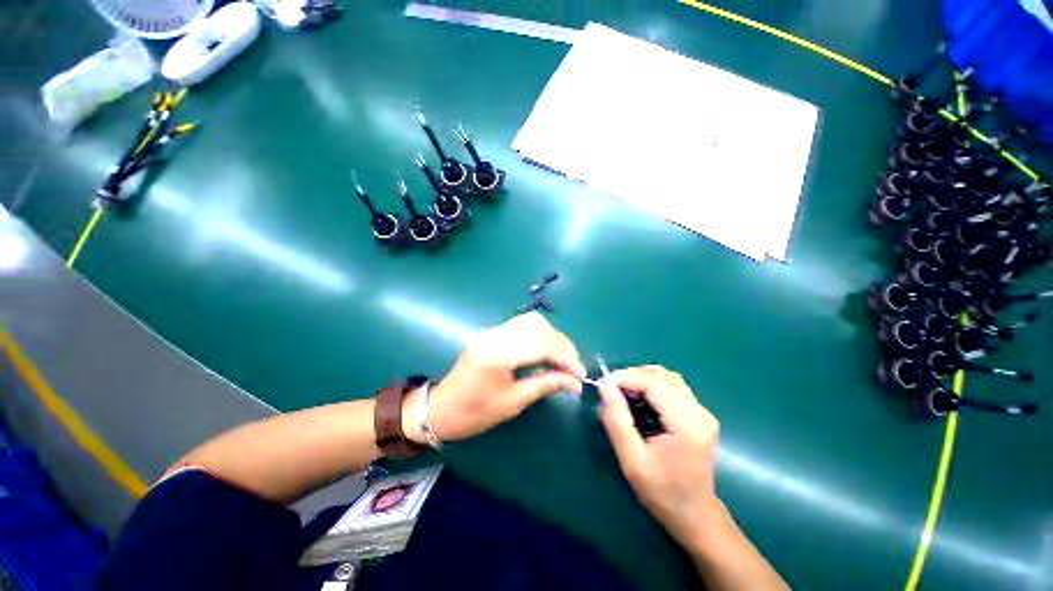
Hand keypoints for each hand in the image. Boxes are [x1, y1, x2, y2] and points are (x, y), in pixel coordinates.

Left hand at [405, 312, 585, 443]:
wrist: (440, 408)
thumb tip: (575, 382)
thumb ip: (545, 385)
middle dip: (562, 345)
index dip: (566, 358)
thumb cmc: (474, 413)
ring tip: (562, 359)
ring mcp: (492, 331)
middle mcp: (495, 335)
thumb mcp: (513, 403)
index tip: (581, 375)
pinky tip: (545, 351)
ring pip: (532, 321)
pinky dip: (540, 335)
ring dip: (552, 337)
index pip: (542, 345)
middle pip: (539, 326)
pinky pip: (522, 325)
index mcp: (498, 354)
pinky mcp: (491, 332)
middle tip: (573, 366)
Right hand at [597, 366, 721, 551]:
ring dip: (642, 378)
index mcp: (687, 425)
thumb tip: (604, 387)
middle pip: (663, 376)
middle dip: (632, 376)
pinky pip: (672, 386)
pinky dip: (651, 385)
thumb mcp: (632, 461)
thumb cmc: (662, 493)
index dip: (626, 377)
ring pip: (668, 377)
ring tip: (623, 392)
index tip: (603, 384)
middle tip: (611, 389)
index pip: (655, 383)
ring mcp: (702, 411)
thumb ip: (617, 421)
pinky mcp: (699, 413)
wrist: (694, 514)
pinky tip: (639, 398)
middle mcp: (699, 412)